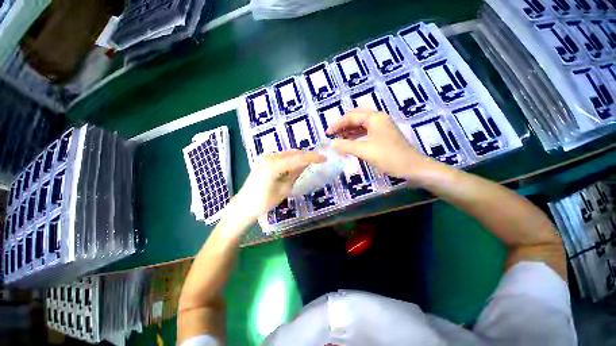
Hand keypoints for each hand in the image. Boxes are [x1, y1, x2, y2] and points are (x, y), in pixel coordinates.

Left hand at [233, 150, 325, 219]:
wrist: (243, 206)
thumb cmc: (264, 202)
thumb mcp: (284, 189)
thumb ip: (295, 173)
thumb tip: (307, 163)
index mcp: (274, 165)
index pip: (298, 158)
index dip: (312, 157)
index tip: (324, 158)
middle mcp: (269, 157)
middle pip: (293, 153)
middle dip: (306, 156)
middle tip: (318, 161)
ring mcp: (265, 157)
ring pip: (287, 154)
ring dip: (298, 158)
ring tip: (308, 165)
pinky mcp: (263, 160)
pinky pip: (281, 157)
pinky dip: (290, 160)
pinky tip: (294, 167)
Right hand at [326, 108, 435, 180]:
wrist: (413, 168)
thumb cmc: (389, 157)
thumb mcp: (365, 151)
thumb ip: (346, 146)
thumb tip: (332, 143)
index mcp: (374, 118)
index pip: (351, 116)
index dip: (337, 124)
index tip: (327, 133)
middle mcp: (378, 119)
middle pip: (356, 118)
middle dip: (343, 125)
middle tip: (332, 135)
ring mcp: (381, 128)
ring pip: (360, 126)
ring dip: (348, 131)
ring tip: (338, 139)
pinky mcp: (382, 137)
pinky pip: (365, 133)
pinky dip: (355, 137)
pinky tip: (349, 143)